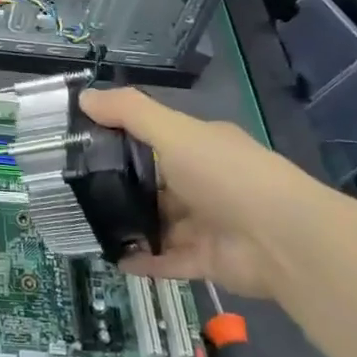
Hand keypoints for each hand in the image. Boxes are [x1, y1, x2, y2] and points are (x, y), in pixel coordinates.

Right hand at [80, 89, 330, 298]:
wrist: (283, 239)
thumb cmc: (225, 174)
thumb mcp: (174, 132)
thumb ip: (130, 113)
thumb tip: (84, 96)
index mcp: (199, 146)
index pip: (154, 138)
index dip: (120, 139)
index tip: (80, 144)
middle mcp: (203, 182)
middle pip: (153, 183)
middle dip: (119, 186)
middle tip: (73, 190)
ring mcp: (206, 223)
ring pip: (158, 223)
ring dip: (128, 226)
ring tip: (85, 225)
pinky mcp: (207, 260)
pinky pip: (167, 259)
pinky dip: (142, 260)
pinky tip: (111, 258)